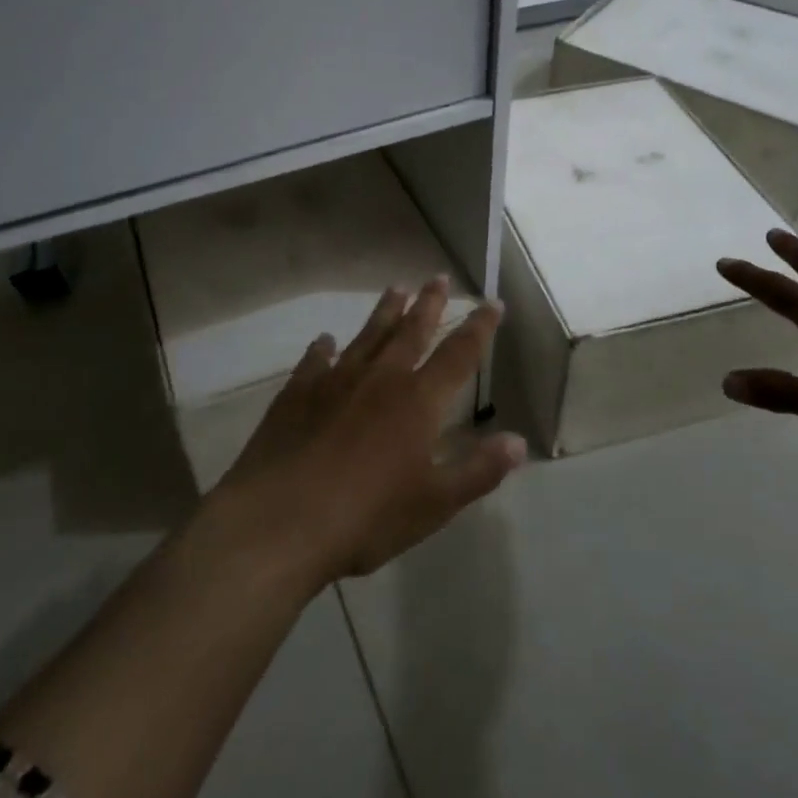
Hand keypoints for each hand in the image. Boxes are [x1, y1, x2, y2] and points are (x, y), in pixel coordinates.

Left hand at [211, 277, 525, 586]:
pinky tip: (324, 340)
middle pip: (411, 330)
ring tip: (396, 288)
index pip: (459, 354)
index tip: (492, 303)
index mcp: (418, 401)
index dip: (479, 327)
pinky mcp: (297, 394)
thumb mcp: (434, 504)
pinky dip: (322, 349)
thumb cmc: (366, 516)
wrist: (280, 520)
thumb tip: (518, 442)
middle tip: (438, 277)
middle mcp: (380, 378)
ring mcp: (335, 381)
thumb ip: (478, 470)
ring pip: (367, 335)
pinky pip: (315, 361)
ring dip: (384, 312)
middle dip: (429, 303)